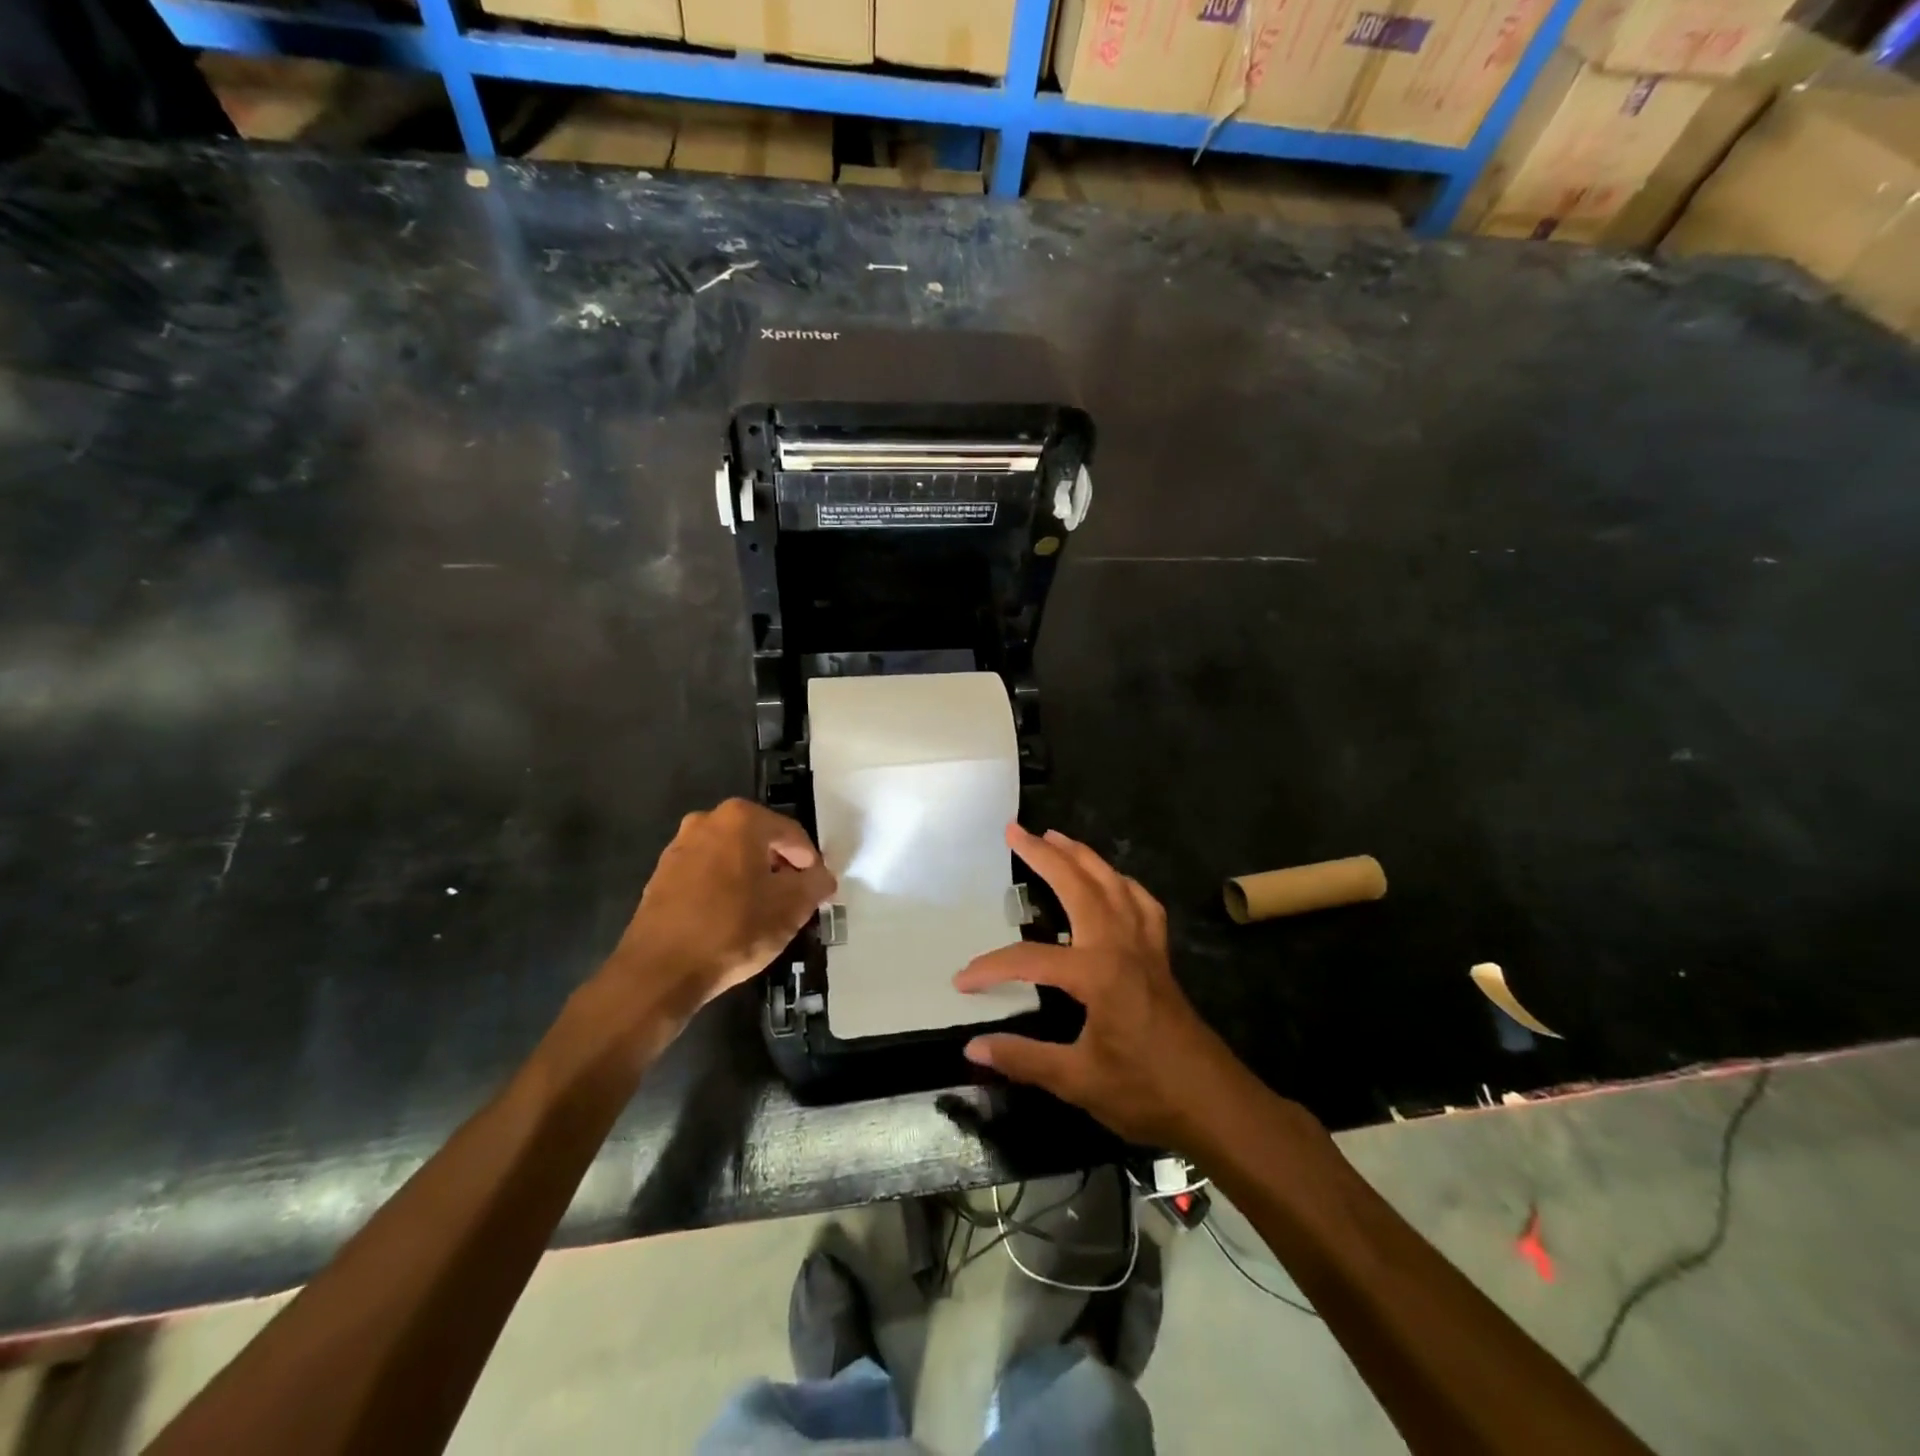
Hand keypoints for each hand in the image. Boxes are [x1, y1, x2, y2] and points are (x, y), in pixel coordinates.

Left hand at [608, 798, 835, 1018]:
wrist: (660, 970)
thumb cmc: (733, 929)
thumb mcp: (791, 908)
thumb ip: (815, 884)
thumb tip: (822, 877)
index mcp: (742, 819)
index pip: (792, 834)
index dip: (811, 862)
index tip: (818, 889)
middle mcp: (707, 821)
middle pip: (760, 841)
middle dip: (780, 867)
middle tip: (794, 899)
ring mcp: (680, 846)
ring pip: (732, 856)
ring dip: (752, 877)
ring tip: (764, 912)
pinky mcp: (661, 874)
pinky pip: (707, 874)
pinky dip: (725, 888)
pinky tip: (731, 918)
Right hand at [953, 825, 1242, 1149]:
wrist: (1214, 1103)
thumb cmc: (1145, 1092)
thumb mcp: (1078, 1081)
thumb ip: (1023, 1059)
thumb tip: (972, 1048)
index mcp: (1098, 973)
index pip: (1030, 959)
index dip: (991, 969)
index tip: (962, 981)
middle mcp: (1121, 945)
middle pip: (1079, 886)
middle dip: (1045, 856)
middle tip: (1016, 832)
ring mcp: (1144, 946)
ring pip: (1113, 884)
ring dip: (1083, 857)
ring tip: (1056, 837)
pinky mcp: (1159, 956)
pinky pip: (1141, 904)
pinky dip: (1122, 883)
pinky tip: (1112, 881)